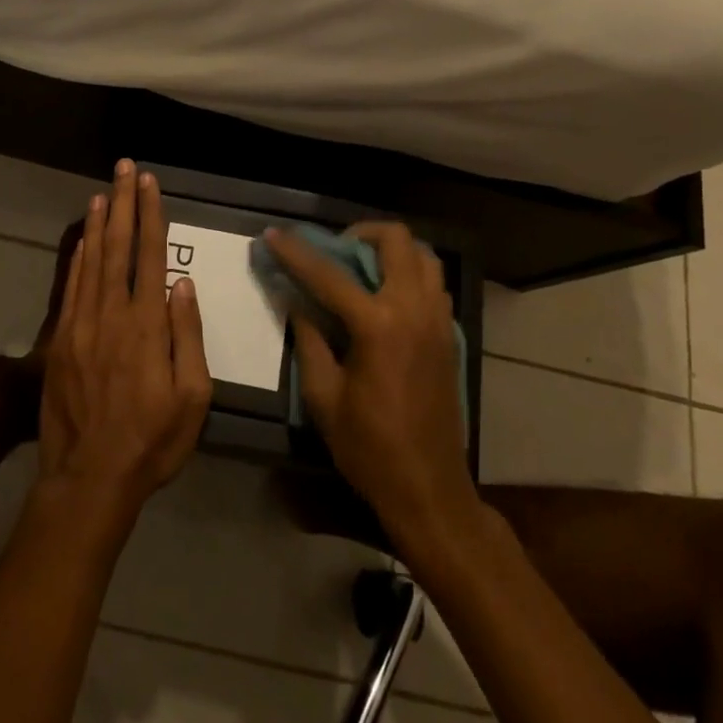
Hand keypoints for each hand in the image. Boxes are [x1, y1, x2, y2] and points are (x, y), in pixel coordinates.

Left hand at [38, 161, 212, 533]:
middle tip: (124, 168)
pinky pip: (72, 288)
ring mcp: (81, 326)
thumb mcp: (193, 398)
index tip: (150, 183)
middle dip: (123, 204)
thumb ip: (187, 337)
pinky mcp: (61, 341)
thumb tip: (182, 284)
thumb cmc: (152, 442)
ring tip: (104, 191)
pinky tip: (83, 239)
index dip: (151, 216)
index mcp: (147, 326)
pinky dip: (78, 258)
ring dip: (99, 223)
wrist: (88, 479)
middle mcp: (111, 315)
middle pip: (118, 247)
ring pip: (92, 261)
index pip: (150, 256)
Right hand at [268, 222, 474, 542]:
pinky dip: (410, 274)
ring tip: (362, 266)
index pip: (329, 274)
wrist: (429, 489)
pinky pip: (434, 283)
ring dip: (391, 249)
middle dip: (359, 232)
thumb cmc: (370, 448)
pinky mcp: (449, 335)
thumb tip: (296, 302)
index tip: (273, 234)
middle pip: (396, 240)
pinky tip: (386, 297)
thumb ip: (309, 341)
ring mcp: (438, 320)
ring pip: (424, 256)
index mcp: (378, 326)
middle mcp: (414, 310)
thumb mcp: (324, 398)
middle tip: (334, 248)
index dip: (295, 252)